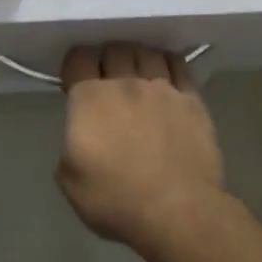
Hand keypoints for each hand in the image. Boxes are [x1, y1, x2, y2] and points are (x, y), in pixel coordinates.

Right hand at [57, 44, 226, 253]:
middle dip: (106, 58)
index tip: (75, 78)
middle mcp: (125, 83)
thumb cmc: (116, 200)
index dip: (74, 64)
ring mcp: (162, 88)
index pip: (78, 58)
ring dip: (136, 56)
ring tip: (136, 71)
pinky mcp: (191, 99)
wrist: (178, 212)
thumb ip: (69, 147)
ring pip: (146, 51)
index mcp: (90, 99)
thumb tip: (80, 137)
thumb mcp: (70, 182)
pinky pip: (178, 65)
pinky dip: (167, 62)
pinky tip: (165, 72)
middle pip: (114, 48)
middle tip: (106, 77)